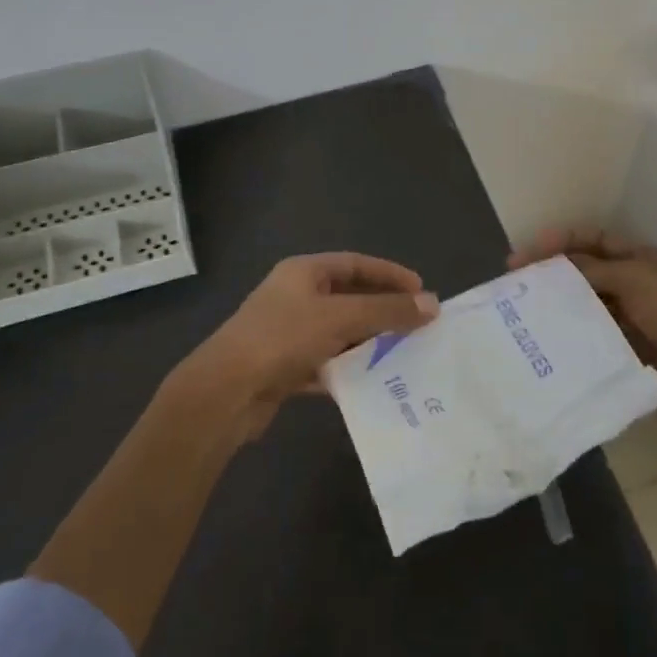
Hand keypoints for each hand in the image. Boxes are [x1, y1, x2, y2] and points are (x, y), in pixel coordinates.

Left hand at [180, 253, 439, 441]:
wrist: (224, 392)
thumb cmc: (282, 338)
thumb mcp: (341, 318)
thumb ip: (388, 311)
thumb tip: (432, 304)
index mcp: (303, 272)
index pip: (356, 264)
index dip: (390, 274)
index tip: (421, 291)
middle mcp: (294, 297)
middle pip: (348, 298)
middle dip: (382, 311)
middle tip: (417, 325)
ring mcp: (287, 333)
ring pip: (338, 333)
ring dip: (367, 342)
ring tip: (403, 354)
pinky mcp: (283, 368)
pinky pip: (325, 364)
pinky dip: (347, 370)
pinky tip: (370, 383)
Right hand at [509, 227, 656, 422]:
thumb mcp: (634, 278)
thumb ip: (592, 270)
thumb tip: (554, 268)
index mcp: (641, 258)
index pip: (594, 240)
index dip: (562, 241)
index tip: (527, 252)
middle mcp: (634, 283)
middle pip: (586, 272)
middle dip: (553, 274)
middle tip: (516, 283)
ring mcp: (630, 317)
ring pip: (586, 304)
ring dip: (559, 304)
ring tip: (523, 311)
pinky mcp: (625, 348)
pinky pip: (591, 335)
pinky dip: (571, 333)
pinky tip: (546, 337)